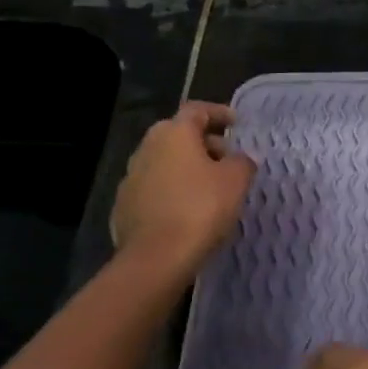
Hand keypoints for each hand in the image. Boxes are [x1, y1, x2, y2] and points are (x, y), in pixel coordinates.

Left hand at [110, 102, 256, 269]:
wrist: (156, 257)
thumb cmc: (201, 208)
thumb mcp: (236, 180)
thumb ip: (242, 162)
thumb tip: (241, 159)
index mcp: (173, 133)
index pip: (197, 110)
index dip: (219, 113)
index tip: (236, 123)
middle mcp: (147, 148)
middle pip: (178, 135)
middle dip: (204, 143)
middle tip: (227, 159)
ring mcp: (131, 177)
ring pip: (165, 162)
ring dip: (187, 168)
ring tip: (210, 187)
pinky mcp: (124, 206)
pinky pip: (155, 188)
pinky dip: (173, 190)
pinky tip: (188, 209)